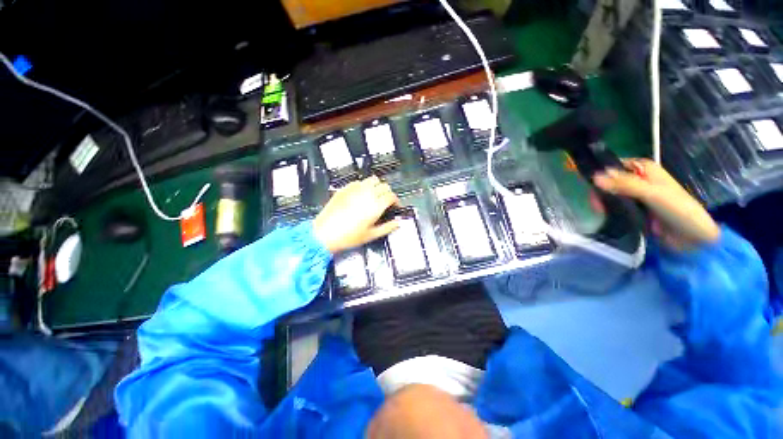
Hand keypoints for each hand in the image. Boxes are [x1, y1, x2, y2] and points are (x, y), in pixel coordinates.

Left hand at [313, 176, 399, 253]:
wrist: (324, 233)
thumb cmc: (348, 236)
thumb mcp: (371, 235)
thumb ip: (387, 227)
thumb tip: (397, 223)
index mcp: (375, 206)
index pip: (391, 196)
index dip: (396, 200)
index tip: (395, 205)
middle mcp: (367, 194)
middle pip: (384, 185)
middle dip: (388, 193)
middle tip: (386, 201)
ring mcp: (355, 189)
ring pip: (372, 179)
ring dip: (377, 186)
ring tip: (375, 195)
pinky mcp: (345, 189)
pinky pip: (359, 181)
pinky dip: (364, 185)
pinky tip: (361, 194)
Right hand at [593, 158, 719, 250]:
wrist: (692, 238)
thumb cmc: (678, 209)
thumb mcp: (651, 194)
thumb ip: (624, 185)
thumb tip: (594, 177)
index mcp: (645, 169)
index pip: (615, 165)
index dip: (601, 172)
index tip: (588, 184)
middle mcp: (639, 179)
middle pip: (610, 180)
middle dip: (600, 190)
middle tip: (596, 204)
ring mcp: (637, 195)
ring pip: (611, 194)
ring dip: (603, 201)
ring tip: (600, 211)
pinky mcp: (635, 210)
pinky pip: (616, 206)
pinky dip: (608, 209)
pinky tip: (605, 215)